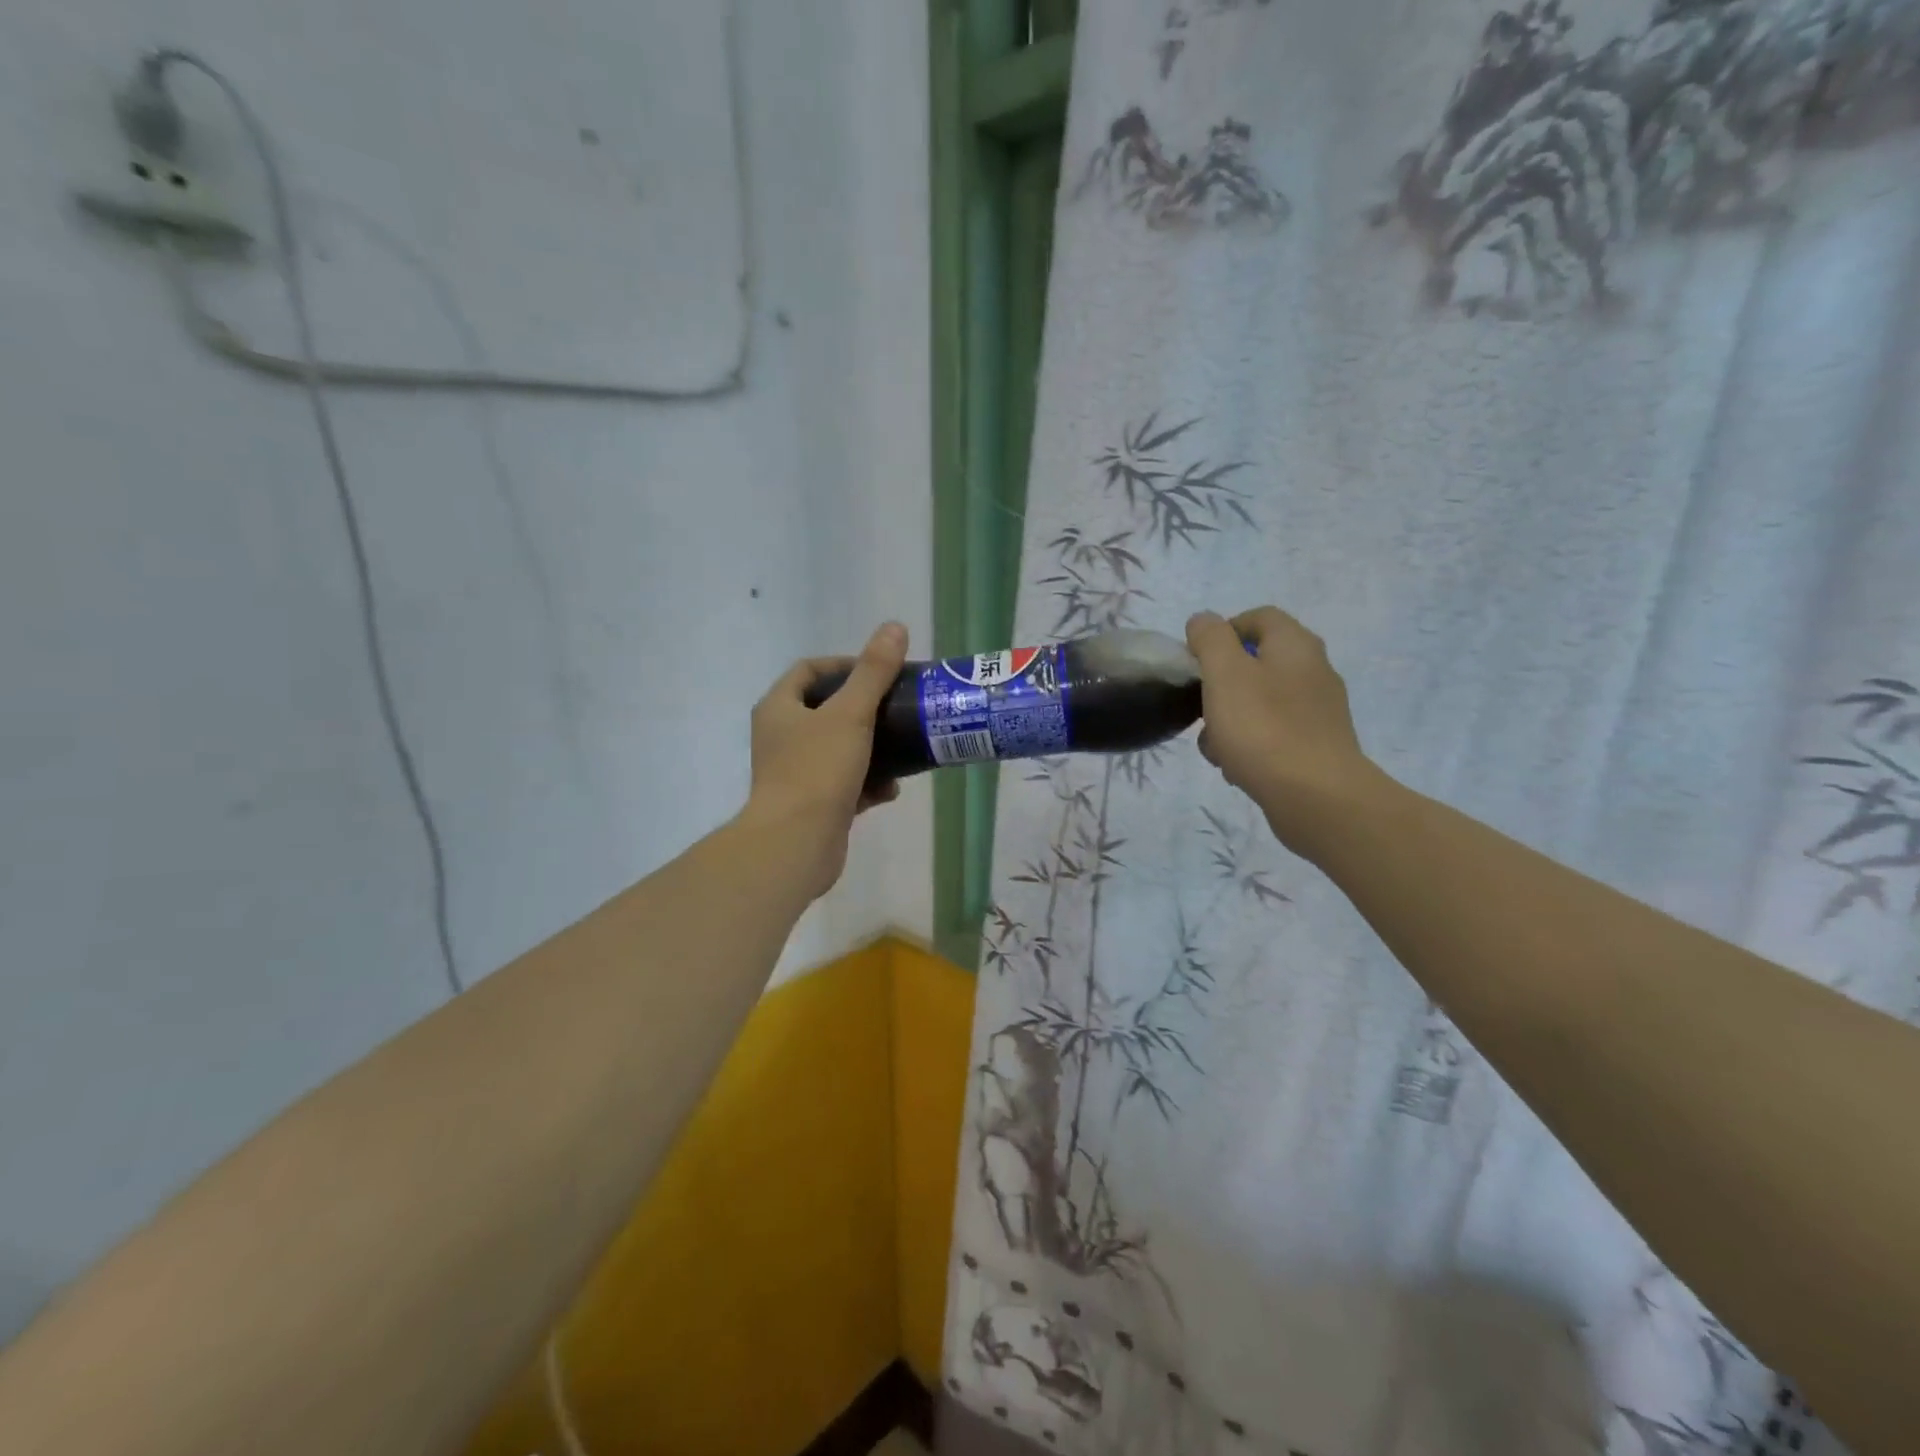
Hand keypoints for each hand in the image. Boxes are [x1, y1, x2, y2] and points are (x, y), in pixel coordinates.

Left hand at [742, 622, 908, 899]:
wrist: (796, 844)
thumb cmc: (818, 770)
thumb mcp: (851, 714)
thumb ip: (874, 672)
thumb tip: (895, 627)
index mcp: (779, 708)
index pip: (810, 670)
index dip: (845, 664)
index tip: (881, 671)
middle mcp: (781, 737)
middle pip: (828, 710)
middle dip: (866, 710)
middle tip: (898, 708)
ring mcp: (795, 772)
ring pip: (840, 749)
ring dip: (872, 749)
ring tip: (902, 750)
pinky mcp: (812, 805)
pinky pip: (846, 784)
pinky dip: (868, 784)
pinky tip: (890, 791)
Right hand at [1185, 607, 1383, 854]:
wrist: (1316, 798)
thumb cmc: (1263, 728)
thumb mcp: (1225, 673)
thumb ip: (1210, 639)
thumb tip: (1203, 621)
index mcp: (1296, 645)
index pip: (1258, 617)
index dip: (1223, 631)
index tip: (1197, 660)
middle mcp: (1314, 671)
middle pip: (1256, 663)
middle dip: (1220, 685)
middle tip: (1202, 707)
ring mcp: (1318, 712)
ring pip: (1260, 702)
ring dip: (1229, 720)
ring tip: (1215, 747)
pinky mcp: (1316, 747)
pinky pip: (1272, 735)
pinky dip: (1250, 746)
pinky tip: (1236, 768)